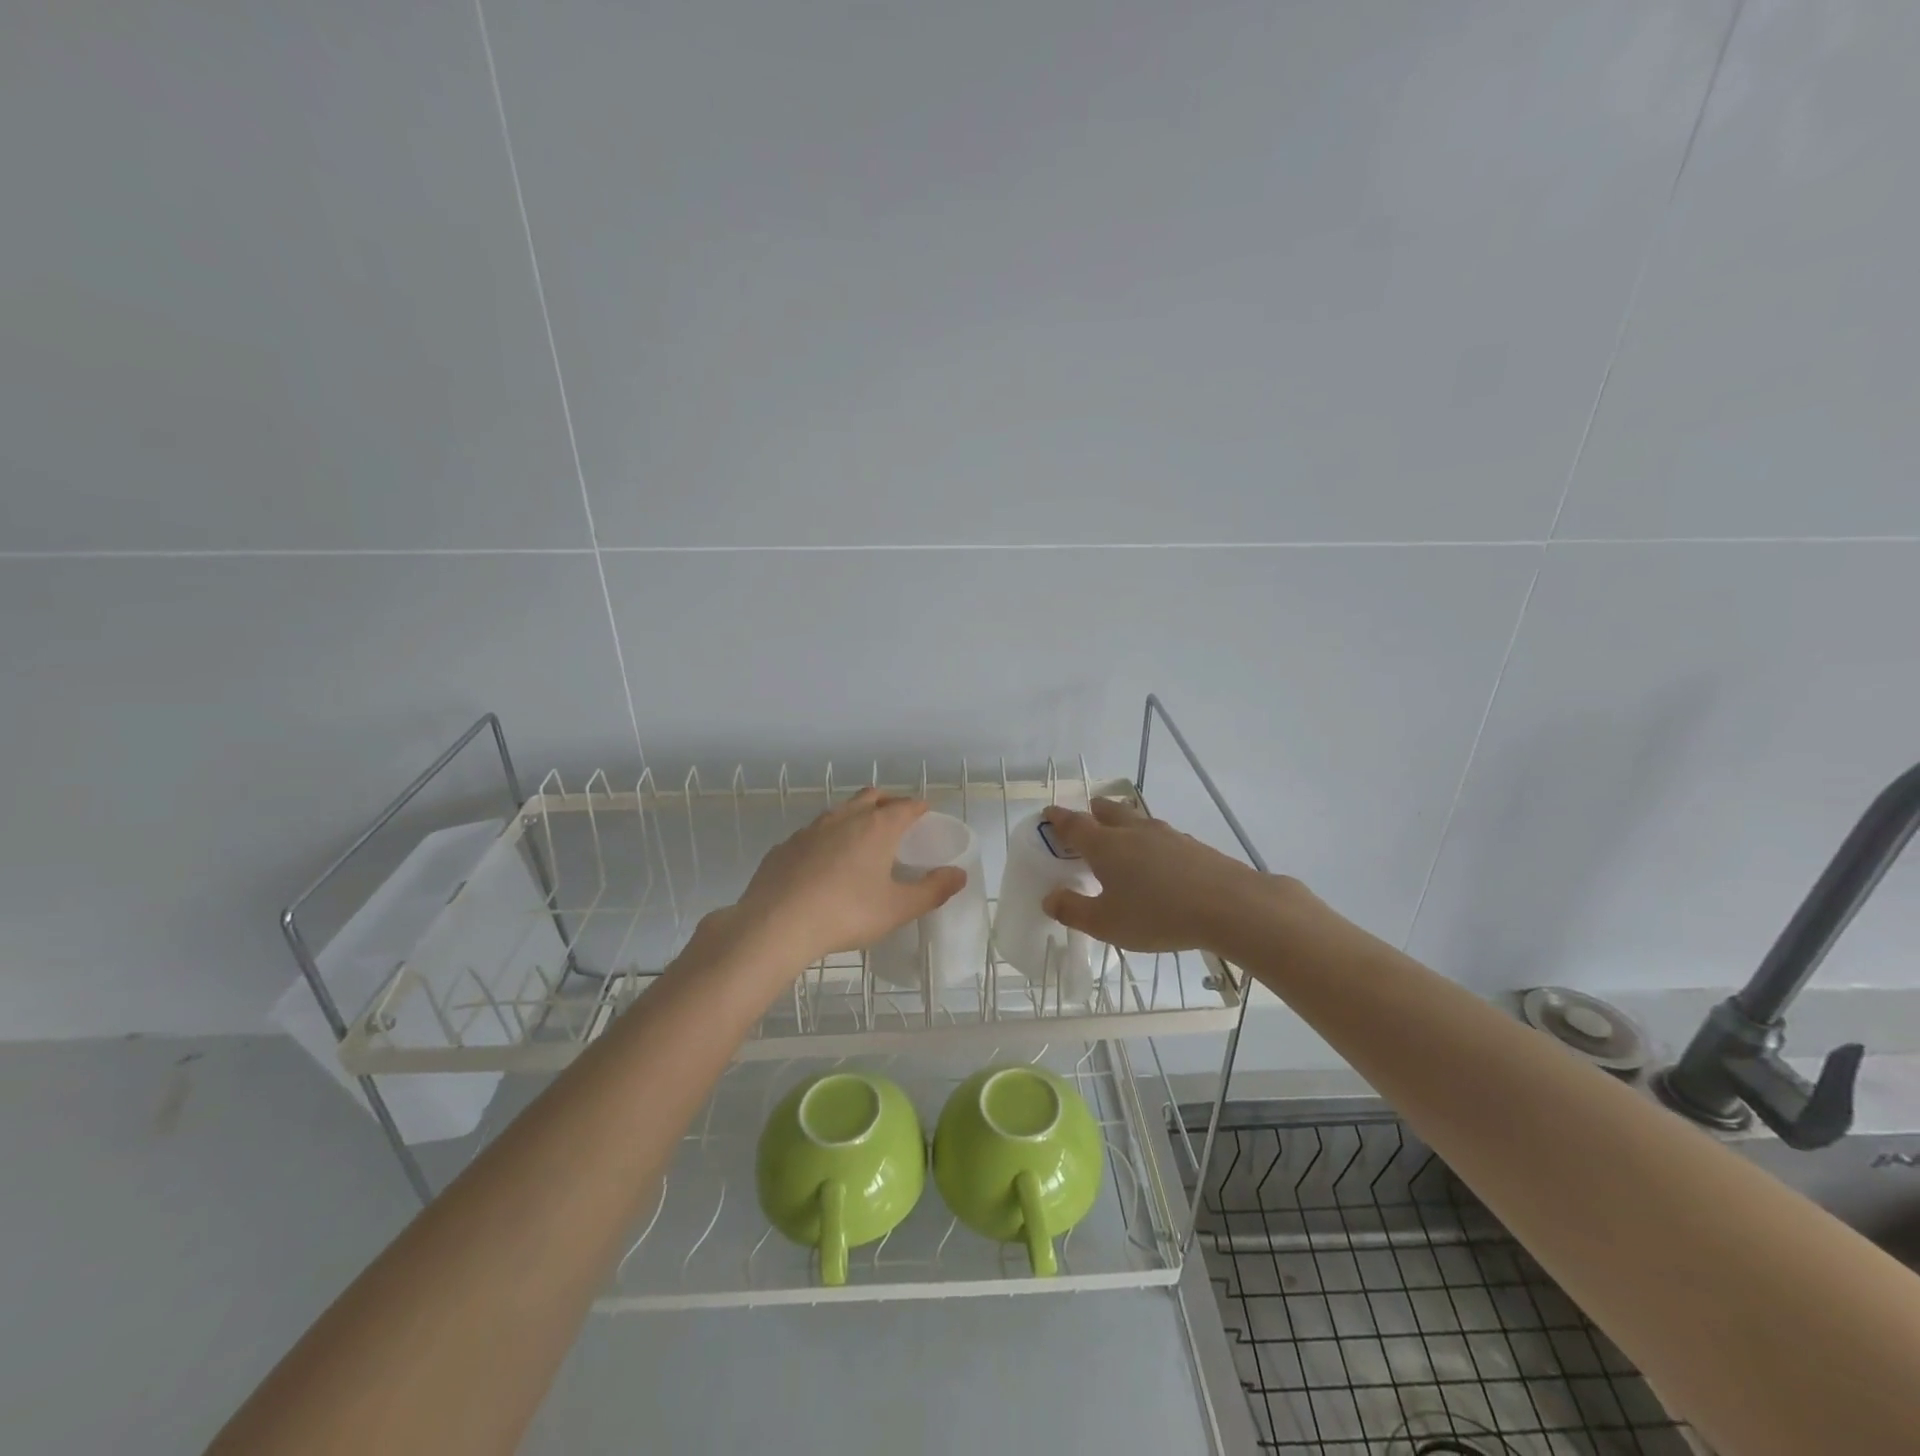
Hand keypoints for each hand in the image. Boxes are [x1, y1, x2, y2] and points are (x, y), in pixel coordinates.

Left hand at [723, 789, 965, 968]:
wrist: (776, 924)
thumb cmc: (846, 913)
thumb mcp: (897, 908)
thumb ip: (932, 890)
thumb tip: (959, 875)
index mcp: (877, 827)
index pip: (906, 805)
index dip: (920, 808)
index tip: (926, 814)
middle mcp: (845, 818)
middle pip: (872, 796)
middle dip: (888, 803)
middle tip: (897, 822)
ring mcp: (810, 829)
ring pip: (840, 811)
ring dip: (855, 817)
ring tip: (862, 841)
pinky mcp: (785, 846)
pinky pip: (813, 833)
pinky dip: (826, 840)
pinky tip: (824, 865)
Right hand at [1039, 798, 1293, 954]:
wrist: (1229, 906)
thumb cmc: (1157, 915)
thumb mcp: (1106, 924)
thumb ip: (1073, 910)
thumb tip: (1050, 898)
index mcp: (1105, 846)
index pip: (1073, 824)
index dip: (1058, 818)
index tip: (1048, 814)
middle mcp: (1133, 832)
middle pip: (1108, 811)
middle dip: (1093, 814)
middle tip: (1086, 823)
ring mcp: (1166, 835)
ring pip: (1137, 820)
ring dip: (1123, 825)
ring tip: (1121, 842)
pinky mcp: (1192, 845)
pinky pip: (1161, 837)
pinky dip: (1150, 843)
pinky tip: (1158, 863)